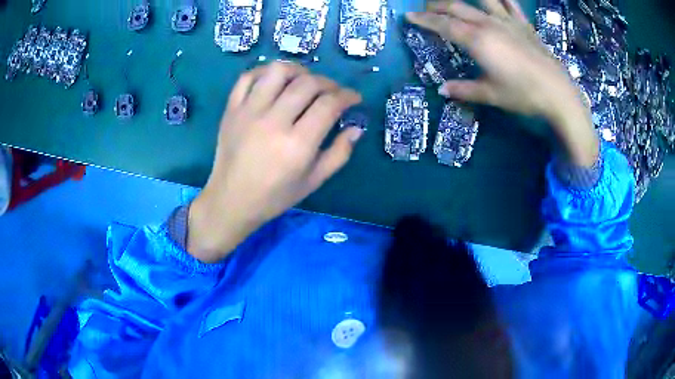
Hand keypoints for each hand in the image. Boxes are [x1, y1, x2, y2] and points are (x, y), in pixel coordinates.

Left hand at [189, 62, 363, 262]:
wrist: (231, 200)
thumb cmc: (275, 196)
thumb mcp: (314, 181)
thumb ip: (339, 153)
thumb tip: (356, 127)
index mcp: (297, 145)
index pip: (329, 104)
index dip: (347, 96)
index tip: (354, 98)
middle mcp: (273, 121)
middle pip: (308, 83)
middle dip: (329, 83)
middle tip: (333, 92)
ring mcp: (248, 111)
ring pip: (278, 71)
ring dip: (298, 70)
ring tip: (305, 80)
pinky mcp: (232, 109)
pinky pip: (248, 76)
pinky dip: (265, 71)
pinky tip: (275, 81)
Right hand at [407, 0, 598, 165]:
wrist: (558, 93)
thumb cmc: (524, 94)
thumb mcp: (491, 95)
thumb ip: (465, 90)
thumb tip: (442, 90)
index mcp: (477, 40)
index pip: (443, 24)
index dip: (424, 20)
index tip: (409, 16)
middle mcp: (489, 24)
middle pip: (456, 7)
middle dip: (437, 5)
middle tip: (426, 8)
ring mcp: (507, 21)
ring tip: (455, 0)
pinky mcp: (523, 25)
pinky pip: (510, 4)